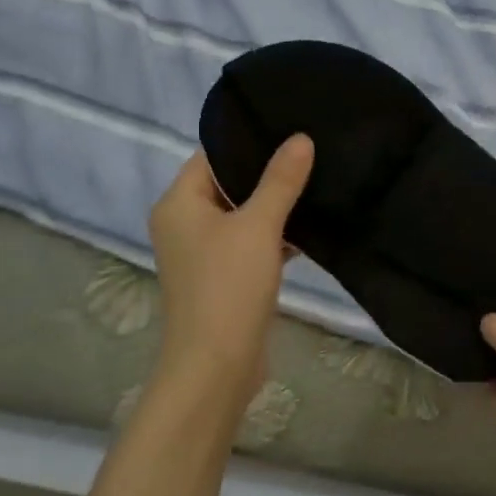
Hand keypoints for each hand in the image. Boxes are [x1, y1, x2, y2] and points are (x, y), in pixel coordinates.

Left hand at [147, 135, 314, 410]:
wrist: (216, 367)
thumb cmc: (229, 286)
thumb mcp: (259, 226)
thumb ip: (280, 180)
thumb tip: (301, 138)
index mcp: (179, 203)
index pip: (212, 155)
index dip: (249, 141)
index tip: (289, 128)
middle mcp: (184, 223)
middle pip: (228, 183)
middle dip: (267, 172)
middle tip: (310, 151)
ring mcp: (202, 253)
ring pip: (242, 214)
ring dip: (274, 205)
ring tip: (317, 181)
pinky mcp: (222, 277)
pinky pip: (249, 242)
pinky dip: (273, 234)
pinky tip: (310, 226)